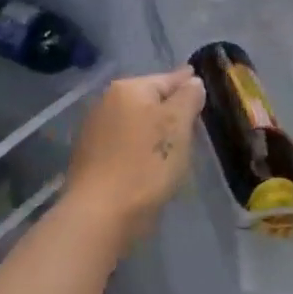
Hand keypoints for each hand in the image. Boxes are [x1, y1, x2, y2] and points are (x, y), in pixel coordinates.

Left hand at [63, 70, 204, 251]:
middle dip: (171, 108)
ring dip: (154, 129)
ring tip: (175, 144)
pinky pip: (125, 143)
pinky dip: (139, 147)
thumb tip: (192, 81)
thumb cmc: (146, 164)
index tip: (202, 86)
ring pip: (136, 121)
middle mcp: (107, 101)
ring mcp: (95, 129)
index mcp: (128, 88)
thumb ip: (188, 97)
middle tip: (194, 121)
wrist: (100, 215)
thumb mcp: (177, 125)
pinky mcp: (90, 157)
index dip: (188, 84)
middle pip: (150, 99)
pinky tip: (150, 162)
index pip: (168, 79)